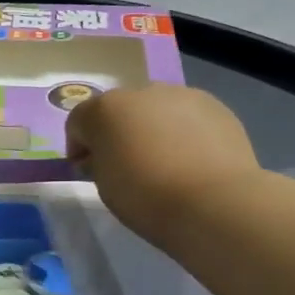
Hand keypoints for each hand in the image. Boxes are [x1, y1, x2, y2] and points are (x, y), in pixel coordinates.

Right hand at [65, 83, 261, 250]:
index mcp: (105, 109)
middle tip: (126, 165)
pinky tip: (191, 161)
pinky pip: (187, 118)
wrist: (213, 202)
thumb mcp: (103, 185)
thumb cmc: (144, 196)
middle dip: (117, 133)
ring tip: (163, 163)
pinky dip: (183, 133)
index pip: (78, 121)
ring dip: (151, 129)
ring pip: (156, 110)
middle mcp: (142, 92)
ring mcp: (183, 95)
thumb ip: (96, 163)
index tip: (87, 171)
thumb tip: (101, 157)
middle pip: (119, 110)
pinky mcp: (217, 107)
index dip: (78, 147)